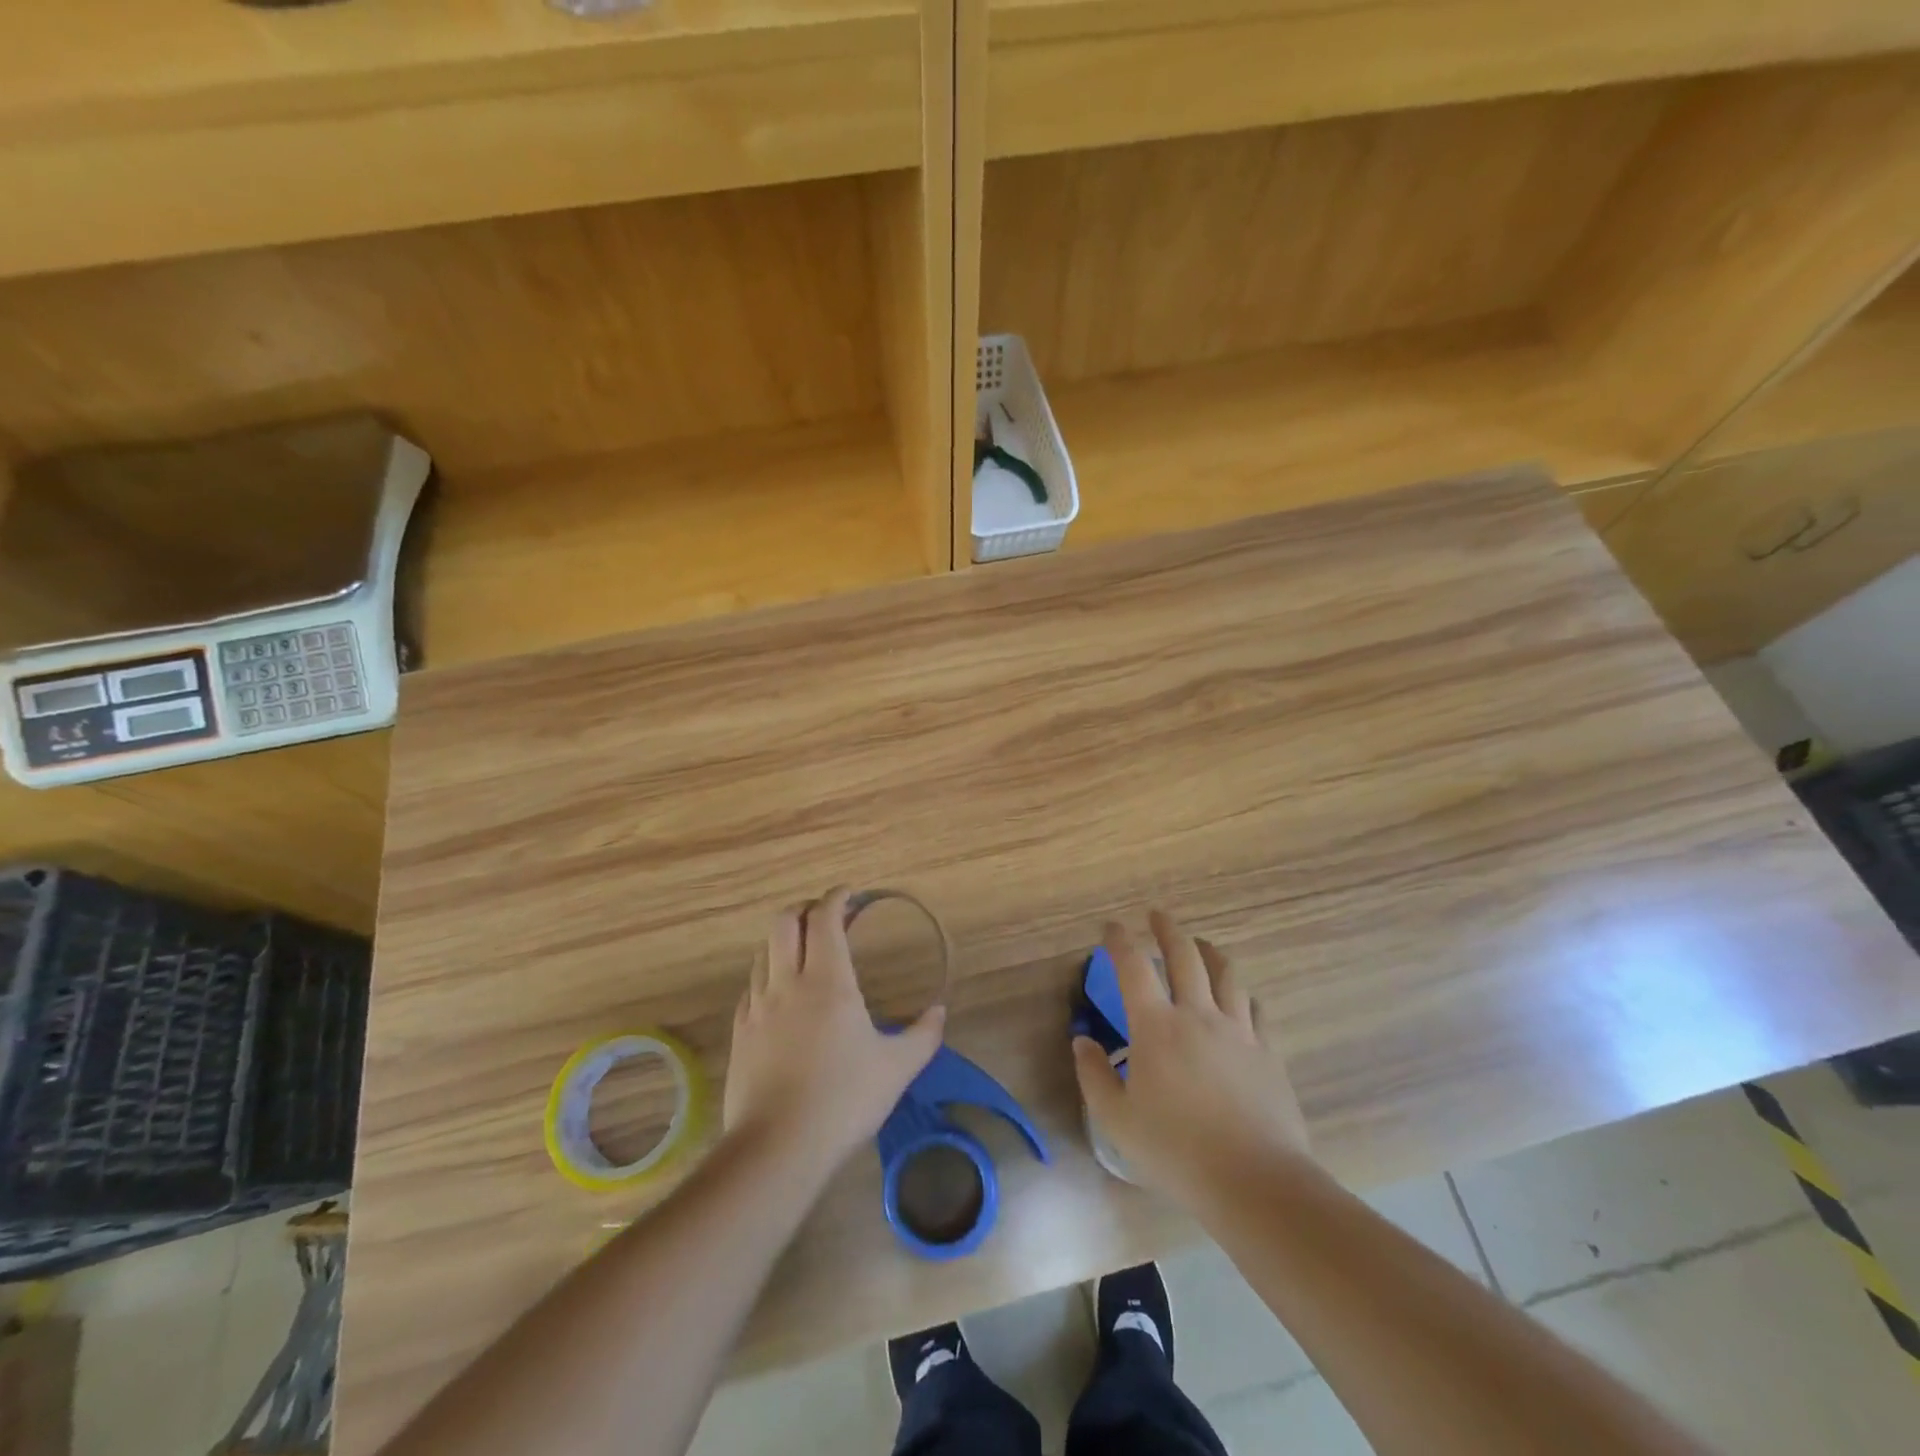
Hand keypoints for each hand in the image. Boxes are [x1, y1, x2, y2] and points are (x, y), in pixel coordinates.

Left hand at [724, 887, 945, 1168]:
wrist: (777, 1147)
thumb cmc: (844, 1099)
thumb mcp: (897, 1068)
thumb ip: (923, 1035)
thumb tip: (940, 1012)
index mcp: (828, 980)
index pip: (825, 919)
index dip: (837, 898)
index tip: (850, 894)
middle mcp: (788, 982)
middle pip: (785, 922)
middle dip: (805, 909)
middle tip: (826, 916)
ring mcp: (758, 1006)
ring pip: (764, 951)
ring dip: (784, 940)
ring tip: (804, 951)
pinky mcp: (740, 1032)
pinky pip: (751, 986)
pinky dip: (767, 975)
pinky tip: (780, 995)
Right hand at [1073, 910, 1310, 1206]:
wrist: (1255, 1181)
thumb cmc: (1176, 1151)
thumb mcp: (1117, 1121)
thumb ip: (1094, 1076)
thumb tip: (1083, 1042)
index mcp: (1156, 1027)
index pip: (1134, 967)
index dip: (1120, 941)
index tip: (1111, 928)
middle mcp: (1198, 1015)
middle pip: (1185, 955)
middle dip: (1168, 930)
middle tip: (1157, 916)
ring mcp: (1238, 1030)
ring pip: (1226, 974)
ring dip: (1209, 952)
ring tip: (1201, 945)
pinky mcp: (1267, 1052)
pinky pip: (1254, 1007)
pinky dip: (1240, 992)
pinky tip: (1239, 997)